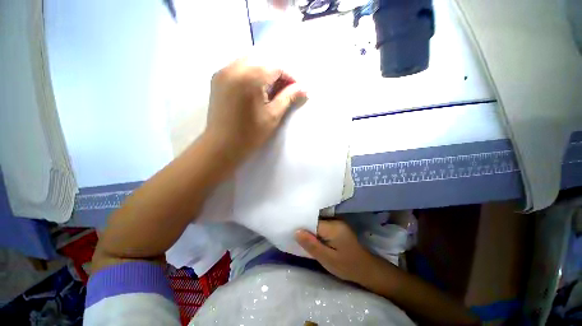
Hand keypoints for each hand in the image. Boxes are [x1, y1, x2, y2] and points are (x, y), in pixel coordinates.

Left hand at [205, 58, 306, 163]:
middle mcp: (234, 68)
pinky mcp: (217, 79)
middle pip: (263, 61)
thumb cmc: (250, 134)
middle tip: (284, 91)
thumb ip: (289, 97)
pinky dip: (250, 74)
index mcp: (250, 77)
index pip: (276, 67)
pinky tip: (255, 90)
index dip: (290, 77)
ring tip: (271, 91)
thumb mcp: (273, 115)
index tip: (297, 90)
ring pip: (250, 62)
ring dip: (264, 73)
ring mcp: (222, 72)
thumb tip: (305, 88)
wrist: (222, 145)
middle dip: (277, 74)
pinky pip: (237, 68)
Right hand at [295, 219, 382, 284]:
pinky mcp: (337, 226)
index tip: (291, 231)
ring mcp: (337, 222)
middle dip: (305, 227)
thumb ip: (312, 245)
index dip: (301, 226)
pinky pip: (322, 225)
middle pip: (314, 220)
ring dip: (310, 229)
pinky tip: (312, 237)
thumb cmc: (347, 266)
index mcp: (333, 227)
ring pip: (318, 222)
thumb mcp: (327, 259)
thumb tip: (296, 231)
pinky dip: (316, 231)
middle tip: (294, 236)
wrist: (366, 269)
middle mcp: (335, 220)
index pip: (312, 221)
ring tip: (300, 236)